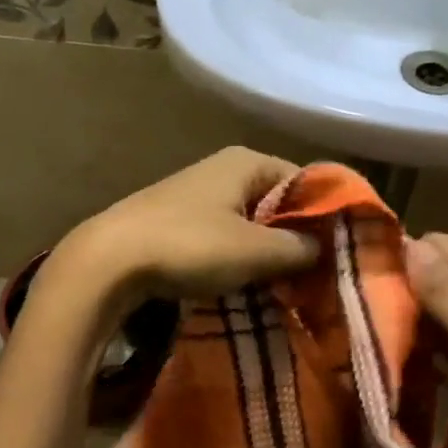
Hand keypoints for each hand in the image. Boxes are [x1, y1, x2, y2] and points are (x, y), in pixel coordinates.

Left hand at [52, 147, 320, 307]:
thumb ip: (300, 248)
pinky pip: (221, 237)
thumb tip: (324, 250)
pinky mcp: (174, 221)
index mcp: (246, 161)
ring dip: (264, 253)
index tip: (338, 253)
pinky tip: (239, 283)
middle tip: (313, 276)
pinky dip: (235, 258)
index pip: (305, 181)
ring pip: (248, 223)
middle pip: (276, 203)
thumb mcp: (257, 251)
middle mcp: (221, 169)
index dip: (325, 216)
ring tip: (281, 286)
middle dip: (294, 238)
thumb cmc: (191, 246)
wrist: (109, 261)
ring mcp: (194, 194)